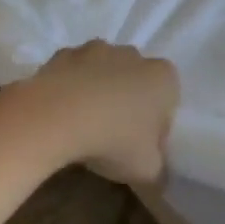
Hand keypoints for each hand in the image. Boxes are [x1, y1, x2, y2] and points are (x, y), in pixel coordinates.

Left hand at [21, 42, 179, 185]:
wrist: (55, 116)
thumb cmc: (113, 140)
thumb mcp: (147, 170)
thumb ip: (158, 170)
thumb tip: (155, 174)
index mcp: (163, 77)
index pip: (168, 103)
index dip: (156, 128)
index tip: (140, 149)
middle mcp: (134, 56)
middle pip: (136, 83)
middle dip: (128, 105)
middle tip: (112, 139)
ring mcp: (97, 49)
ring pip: (104, 74)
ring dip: (98, 93)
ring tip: (82, 127)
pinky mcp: (63, 53)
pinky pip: (73, 74)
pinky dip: (70, 89)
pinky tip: (60, 115)